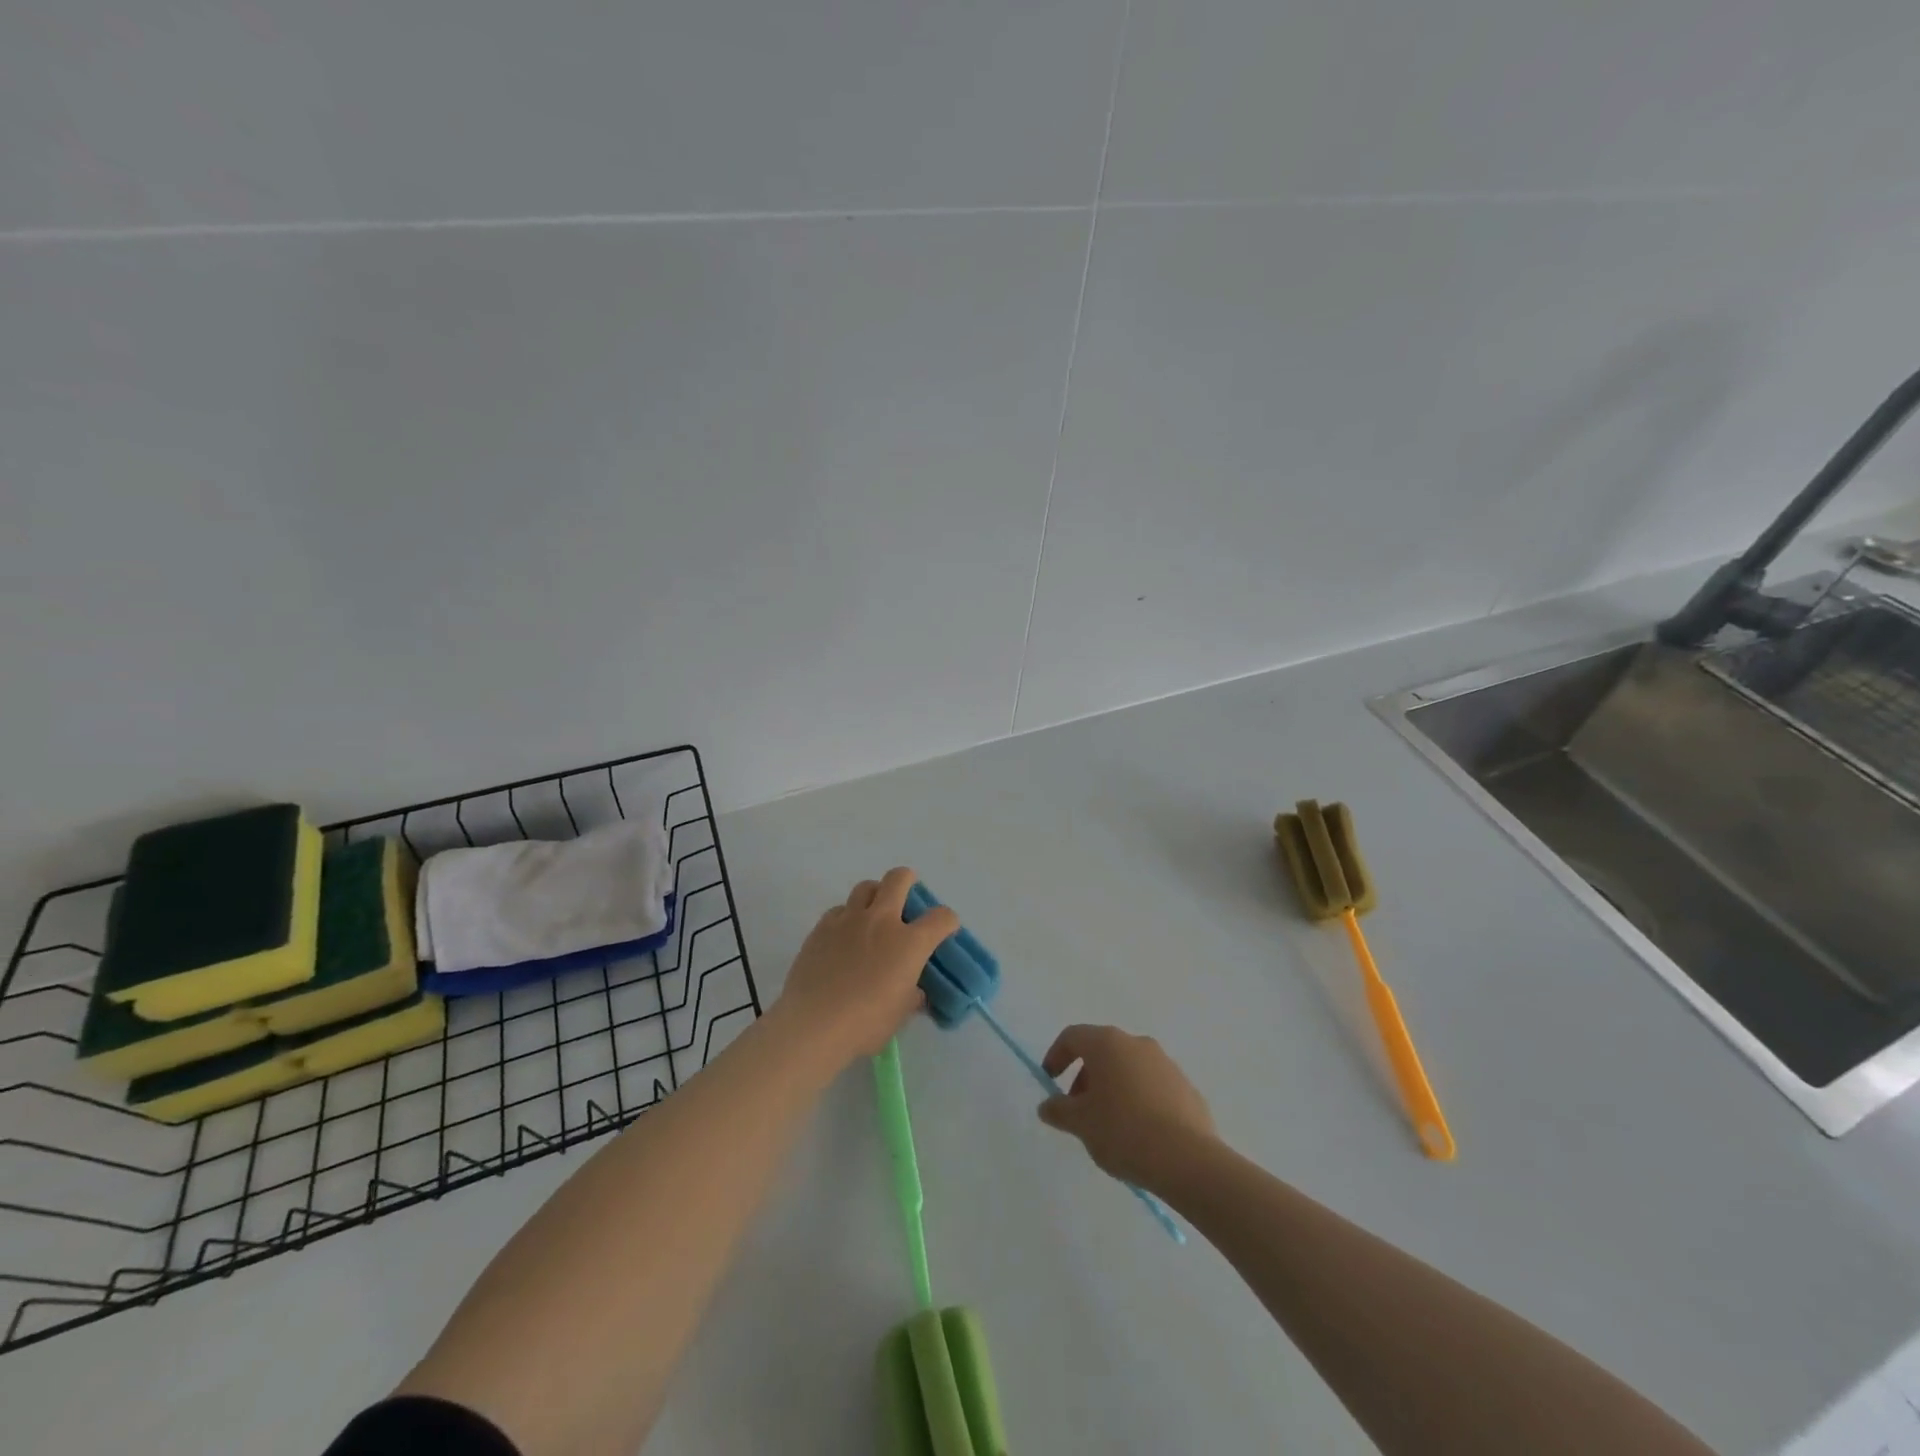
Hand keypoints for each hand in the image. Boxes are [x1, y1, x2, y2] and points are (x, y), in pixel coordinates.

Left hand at [774, 867, 959, 1068]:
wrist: (813, 1023)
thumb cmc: (865, 1024)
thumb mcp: (900, 1014)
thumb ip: (911, 994)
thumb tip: (912, 990)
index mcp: (909, 943)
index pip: (941, 917)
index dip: (947, 921)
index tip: (944, 929)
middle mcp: (881, 921)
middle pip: (899, 879)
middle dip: (908, 880)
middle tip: (907, 895)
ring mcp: (849, 920)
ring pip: (866, 887)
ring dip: (875, 895)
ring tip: (873, 913)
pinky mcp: (822, 927)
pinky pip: (839, 909)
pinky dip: (847, 917)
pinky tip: (843, 936)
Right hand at [1037, 1025, 1217, 1192]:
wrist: (1187, 1159)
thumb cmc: (1123, 1131)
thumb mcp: (1080, 1123)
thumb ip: (1058, 1110)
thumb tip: (1047, 1105)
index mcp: (1108, 1043)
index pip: (1073, 1036)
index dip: (1056, 1056)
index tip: (1051, 1082)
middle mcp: (1137, 1043)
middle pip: (1102, 1051)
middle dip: (1085, 1077)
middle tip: (1079, 1110)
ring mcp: (1165, 1064)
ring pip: (1129, 1068)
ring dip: (1113, 1088)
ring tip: (1109, 1125)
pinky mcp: (1186, 1087)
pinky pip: (1152, 1086)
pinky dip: (1139, 1100)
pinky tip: (1139, 1133)